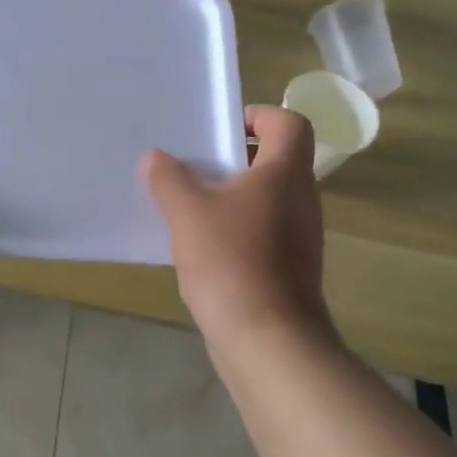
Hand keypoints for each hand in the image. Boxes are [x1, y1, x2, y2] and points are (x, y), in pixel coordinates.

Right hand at [143, 104, 333, 350]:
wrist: (268, 341)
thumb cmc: (231, 261)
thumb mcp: (187, 213)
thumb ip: (168, 179)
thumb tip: (155, 157)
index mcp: (285, 173)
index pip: (289, 123)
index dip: (257, 116)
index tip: (220, 130)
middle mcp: (301, 199)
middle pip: (275, 160)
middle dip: (233, 158)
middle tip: (193, 166)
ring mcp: (300, 236)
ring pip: (267, 198)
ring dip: (231, 195)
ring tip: (189, 205)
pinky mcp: (290, 268)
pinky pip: (263, 231)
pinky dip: (236, 228)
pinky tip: (201, 246)